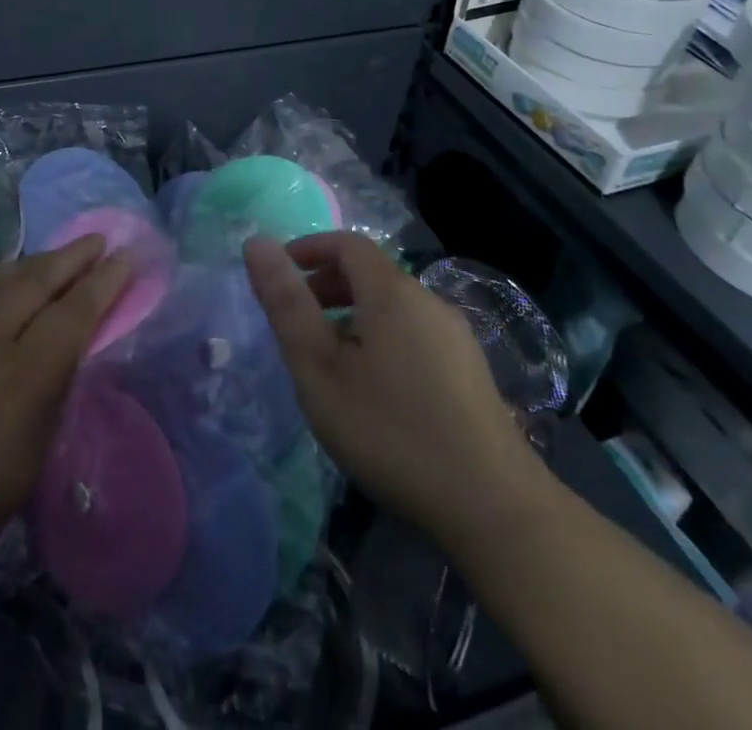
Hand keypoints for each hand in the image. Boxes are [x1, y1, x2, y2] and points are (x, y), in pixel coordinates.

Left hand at [0, 236, 130, 622]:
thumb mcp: (24, 466)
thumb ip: (49, 397)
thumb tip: (66, 353)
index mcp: (22, 376)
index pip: (75, 312)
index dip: (106, 282)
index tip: (128, 257)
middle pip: (40, 278)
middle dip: (74, 256)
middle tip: (100, 239)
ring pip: (5, 276)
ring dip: (40, 261)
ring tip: (63, 254)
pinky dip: (7, 278)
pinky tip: (12, 282)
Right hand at [244, 232, 548, 544]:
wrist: (494, 508)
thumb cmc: (390, 429)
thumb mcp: (319, 368)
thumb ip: (286, 303)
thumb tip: (257, 242)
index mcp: (392, 292)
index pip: (347, 243)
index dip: (309, 249)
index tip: (279, 275)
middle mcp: (429, 302)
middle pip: (371, 273)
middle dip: (327, 284)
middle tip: (296, 322)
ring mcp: (456, 338)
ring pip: (393, 306)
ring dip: (353, 315)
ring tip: (329, 360)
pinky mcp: (470, 373)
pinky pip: (414, 333)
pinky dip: (381, 337)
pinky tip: (374, 389)